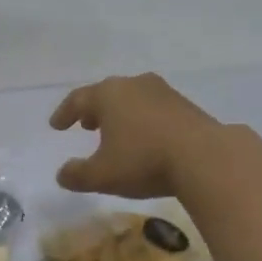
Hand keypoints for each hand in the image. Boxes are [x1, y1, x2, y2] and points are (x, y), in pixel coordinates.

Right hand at [49, 73, 222, 197]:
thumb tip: (62, 173)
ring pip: (133, 99)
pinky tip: (147, 138)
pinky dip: (143, 120)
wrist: (205, 157)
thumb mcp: (103, 175)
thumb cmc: (144, 160)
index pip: (78, 99)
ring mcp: (163, 92)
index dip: (64, 113)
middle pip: (107, 94)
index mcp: (108, 95)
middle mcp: (134, 85)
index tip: (56, 126)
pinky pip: (154, 109)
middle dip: (94, 110)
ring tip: (116, 131)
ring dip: (120, 114)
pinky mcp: (186, 105)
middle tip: (86, 124)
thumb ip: (77, 175)